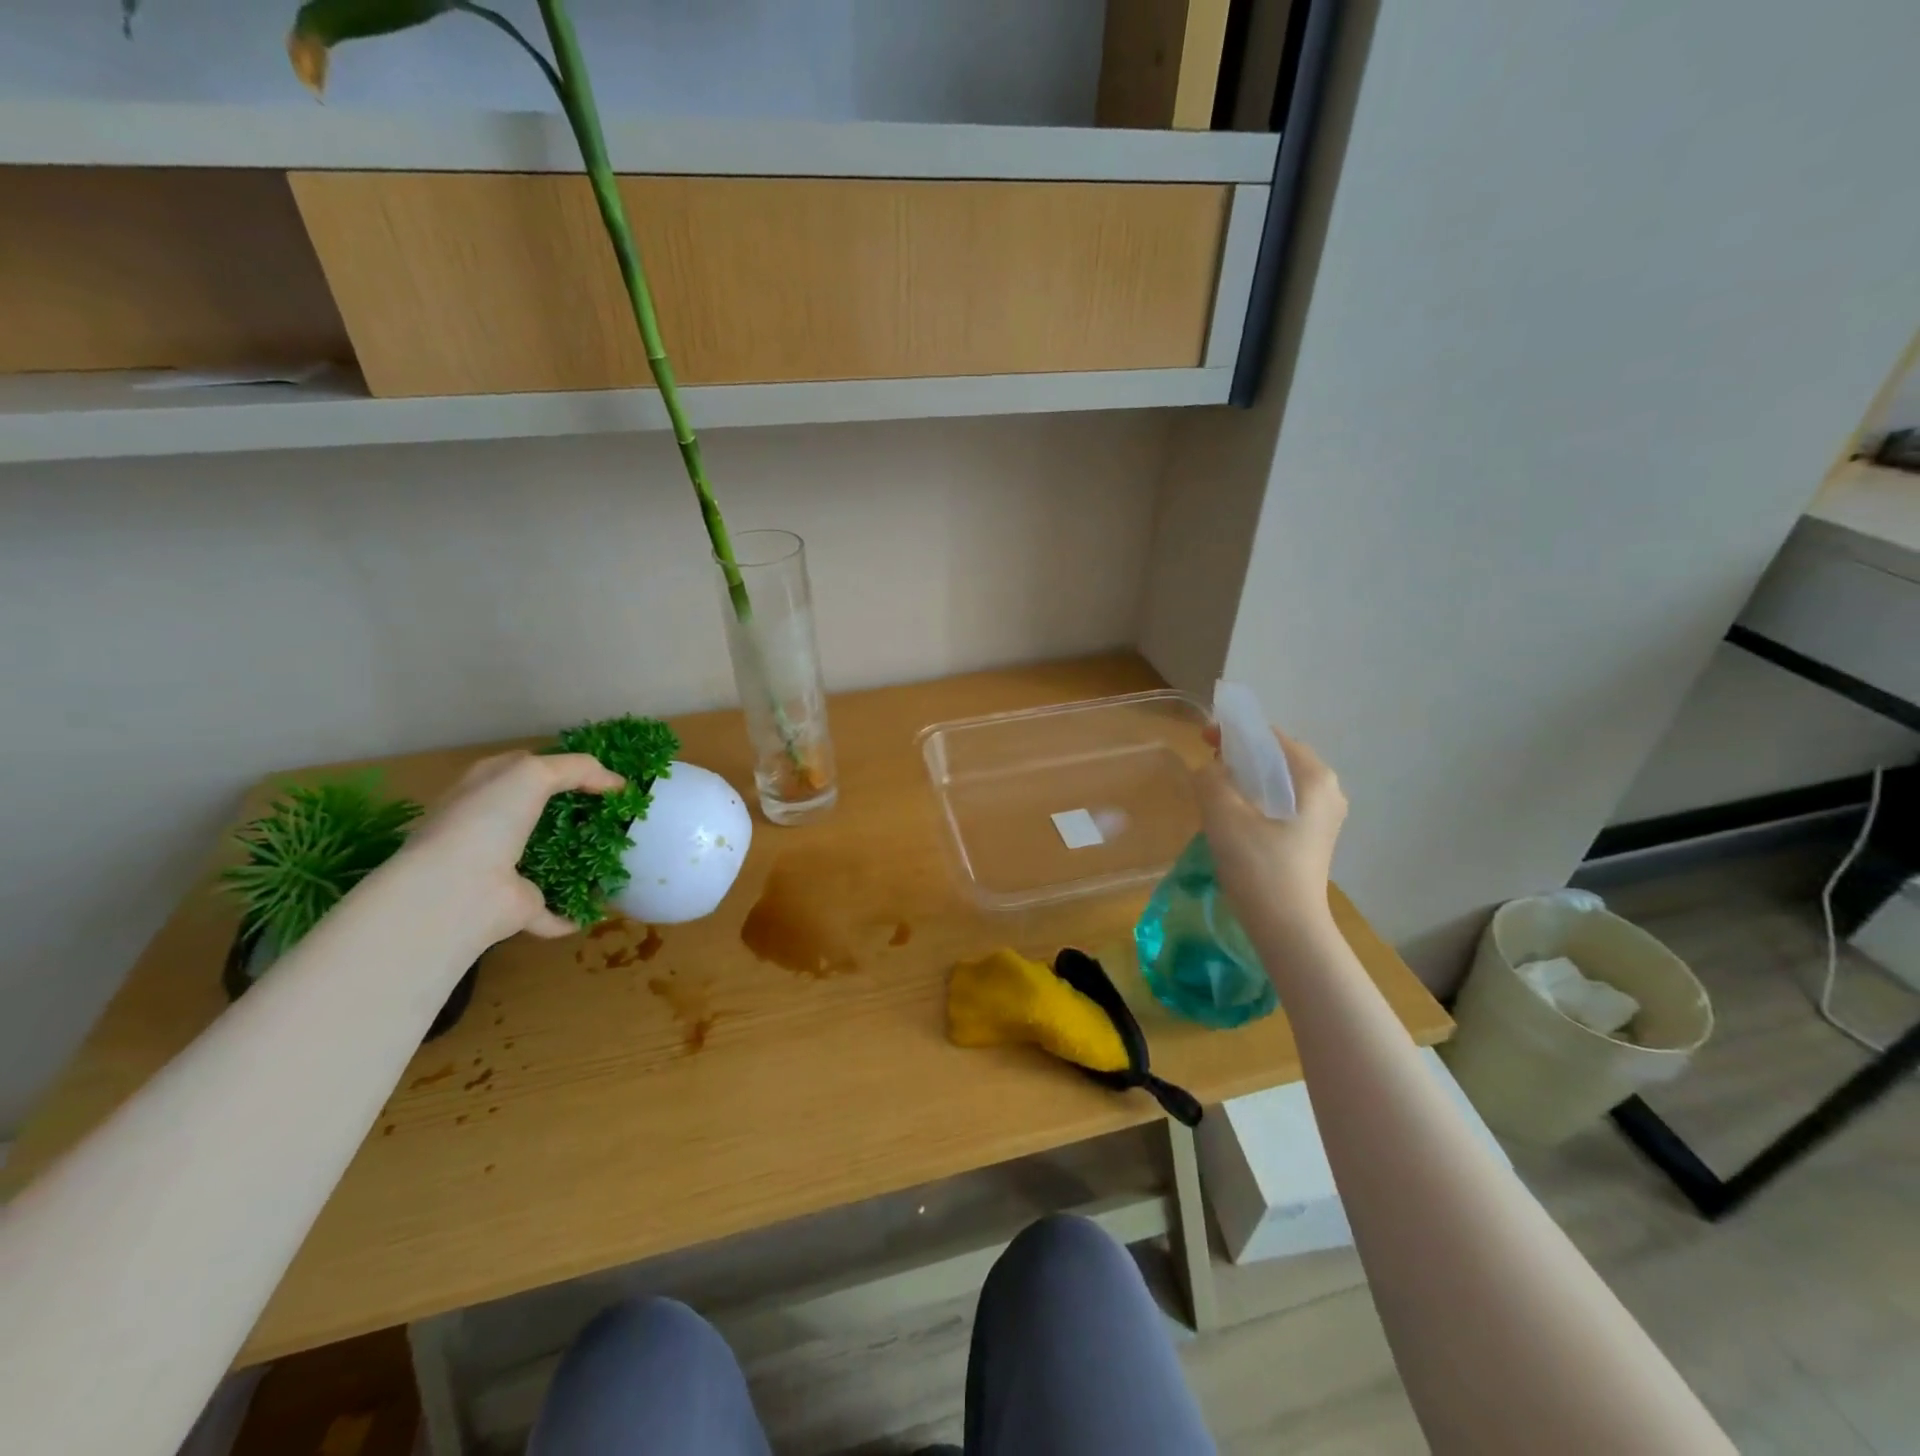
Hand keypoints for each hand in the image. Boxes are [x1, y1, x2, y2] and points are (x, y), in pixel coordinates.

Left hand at [392, 751, 624, 942]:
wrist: (454, 892)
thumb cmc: (485, 820)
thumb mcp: (533, 774)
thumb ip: (579, 769)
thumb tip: (618, 784)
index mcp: (486, 789)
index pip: (529, 767)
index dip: (567, 768)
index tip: (607, 777)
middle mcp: (490, 826)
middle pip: (542, 813)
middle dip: (579, 813)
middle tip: (621, 814)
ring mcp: (502, 868)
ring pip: (549, 859)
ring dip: (579, 859)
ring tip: (623, 853)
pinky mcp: (517, 907)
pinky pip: (553, 910)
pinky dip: (573, 911)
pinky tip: (603, 906)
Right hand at [1194, 727, 1346, 930]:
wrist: (1287, 927)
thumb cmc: (1259, 866)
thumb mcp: (1224, 815)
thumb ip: (1210, 779)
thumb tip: (1208, 770)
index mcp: (1315, 778)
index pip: (1272, 737)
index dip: (1235, 733)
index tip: (1203, 739)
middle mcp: (1328, 791)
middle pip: (1277, 759)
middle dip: (1240, 756)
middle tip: (1206, 764)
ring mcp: (1323, 818)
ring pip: (1278, 784)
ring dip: (1245, 780)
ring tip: (1214, 789)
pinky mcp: (1312, 839)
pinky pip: (1280, 805)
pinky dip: (1255, 800)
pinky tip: (1232, 817)